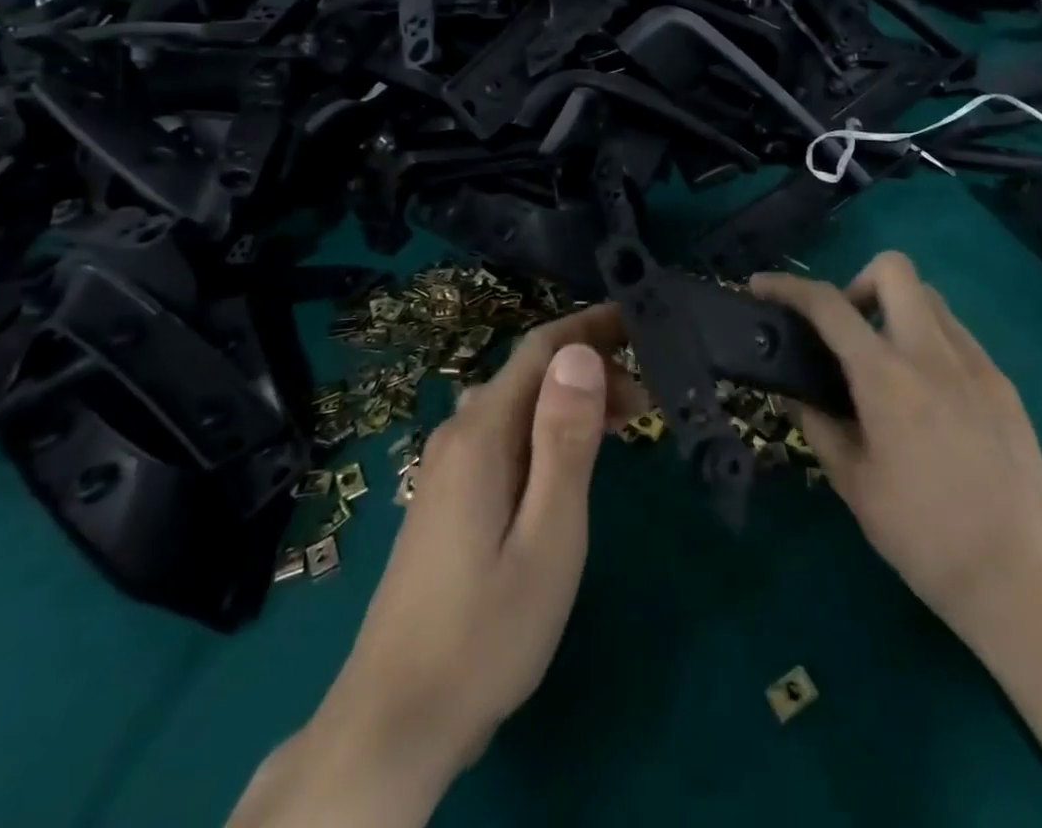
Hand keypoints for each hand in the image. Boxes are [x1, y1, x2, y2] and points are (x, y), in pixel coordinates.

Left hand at [230, 306, 644, 827]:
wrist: (395, 720)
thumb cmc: (486, 630)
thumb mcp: (548, 535)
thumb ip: (564, 439)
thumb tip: (579, 353)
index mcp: (481, 433)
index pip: (541, 348)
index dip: (591, 326)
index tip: (640, 322)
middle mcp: (458, 435)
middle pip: (530, 374)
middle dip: (590, 369)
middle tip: (646, 402)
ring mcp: (446, 468)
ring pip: (518, 406)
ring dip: (571, 401)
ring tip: (623, 427)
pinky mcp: (446, 498)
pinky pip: (504, 436)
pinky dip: (547, 431)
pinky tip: (570, 462)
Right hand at [751, 252, 1041, 655]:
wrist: (1023, 579)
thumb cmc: (924, 536)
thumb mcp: (854, 484)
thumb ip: (820, 426)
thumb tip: (798, 395)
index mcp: (886, 376)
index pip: (828, 304)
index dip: (788, 286)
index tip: (762, 286)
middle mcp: (932, 352)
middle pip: (893, 269)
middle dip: (858, 284)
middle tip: (846, 334)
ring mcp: (976, 363)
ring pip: (929, 298)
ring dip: (895, 311)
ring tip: (885, 367)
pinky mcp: (1004, 384)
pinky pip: (957, 336)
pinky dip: (928, 342)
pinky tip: (926, 397)